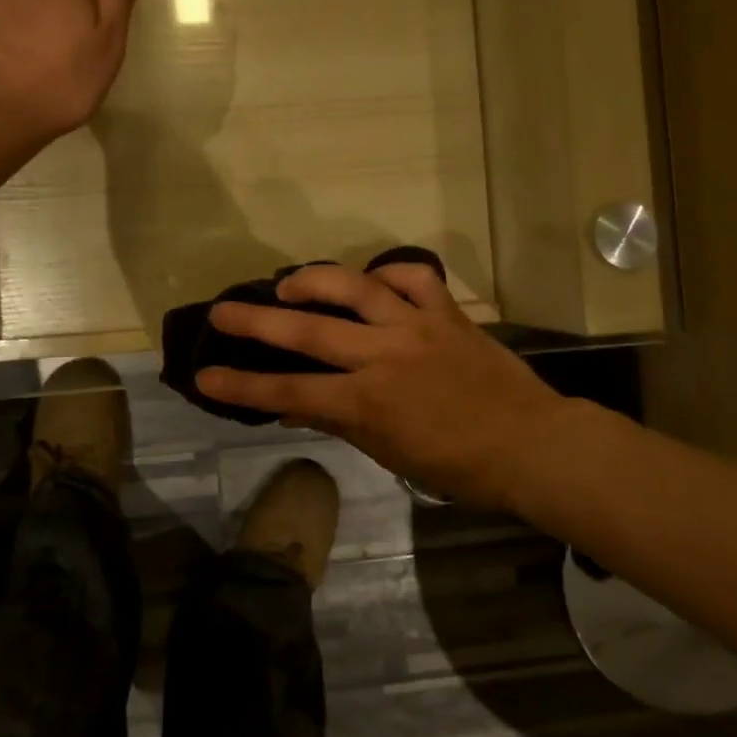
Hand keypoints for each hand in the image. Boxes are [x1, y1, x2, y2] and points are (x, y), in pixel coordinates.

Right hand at [198, 262, 577, 513]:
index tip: (205, 376)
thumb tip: (291, 404)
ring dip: (315, 280)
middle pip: (308, 331)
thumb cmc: (458, 465)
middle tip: (221, 310)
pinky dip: (389, 271)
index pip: (290, 390)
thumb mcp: (389, 453)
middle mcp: (384, 354)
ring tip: (288, 283)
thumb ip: (338, 421)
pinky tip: (372, 278)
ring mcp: (417, 326)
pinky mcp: (447, 312)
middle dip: (256, 321)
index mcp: (368, 401)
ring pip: (355, 288)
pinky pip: (413, 277)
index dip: (243, 385)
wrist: (531, 445)